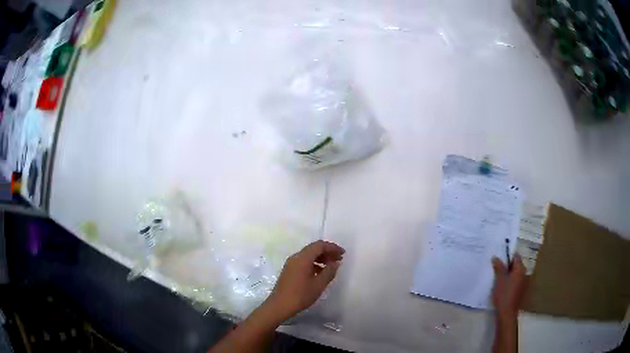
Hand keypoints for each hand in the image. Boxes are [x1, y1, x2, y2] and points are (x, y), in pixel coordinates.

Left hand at [265, 240, 344, 321]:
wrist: (279, 305)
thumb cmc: (300, 295)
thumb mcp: (319, 284)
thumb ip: (329, 272)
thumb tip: (336, 263)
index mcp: (303, 258)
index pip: (319, 245)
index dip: (332, 247)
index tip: (343, 253)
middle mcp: (296, 257)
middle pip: (313, 249)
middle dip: (327, 252)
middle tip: (339, 259)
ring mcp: (291, 264)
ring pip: (308, 255)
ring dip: (321, 258)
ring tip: (332, 267)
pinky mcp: (289, 270)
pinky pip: (304, 262)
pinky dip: (314, 264)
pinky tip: (320, 273)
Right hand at [491, 254, 527, 320]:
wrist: (507, 312)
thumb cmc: (504, 293)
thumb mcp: (499, 279)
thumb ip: (498, 267)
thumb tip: (495, 257)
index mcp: (520, 269)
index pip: (516, 256)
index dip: (508, 255)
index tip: (499, 256)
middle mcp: (523, 273)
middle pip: (516, 264)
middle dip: (507, 264)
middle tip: (497, 266)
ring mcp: (522, 282)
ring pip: (515, 273)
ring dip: (508, 273)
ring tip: (498, 275)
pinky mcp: (519, 290)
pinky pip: (514, 280)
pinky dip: (509, 280)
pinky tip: (501, 285)